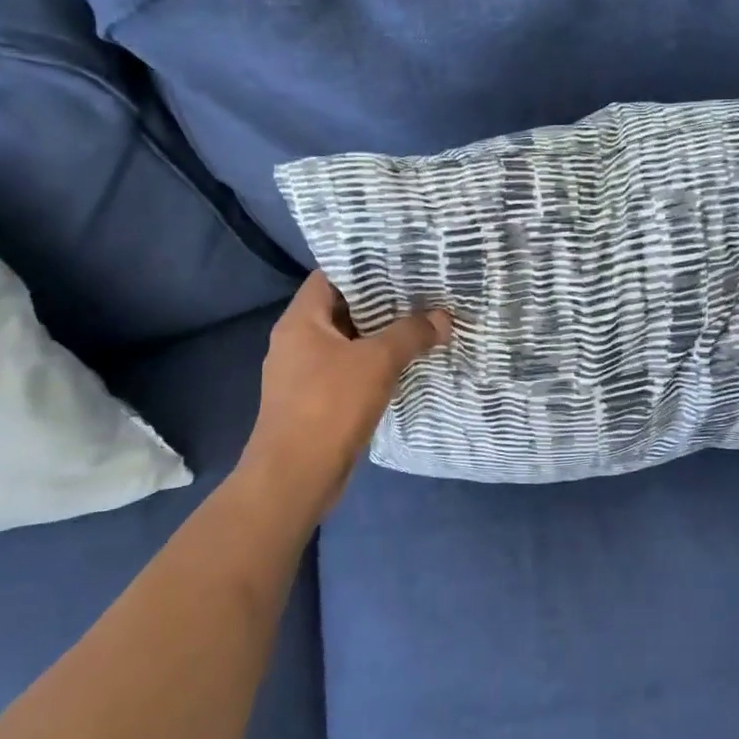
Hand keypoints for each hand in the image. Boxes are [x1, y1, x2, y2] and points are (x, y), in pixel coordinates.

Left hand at [239, 271, 450, 519]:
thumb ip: (411, 334)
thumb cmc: (330, 406)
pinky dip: (373, 365)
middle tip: (422, 292)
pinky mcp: (315, 401)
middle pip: (342, 309)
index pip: (331, 276)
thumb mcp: (377, 362)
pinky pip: (348, 371)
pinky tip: (405, 365)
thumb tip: (443, 318)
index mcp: (301, 321)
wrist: (295, 477)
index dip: (364, 265)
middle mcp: (297, 341)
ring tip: (421, 324)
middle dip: (381, 302)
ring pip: (347, 342)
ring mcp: (304, 374)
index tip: (401, 262)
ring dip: (380, 336)